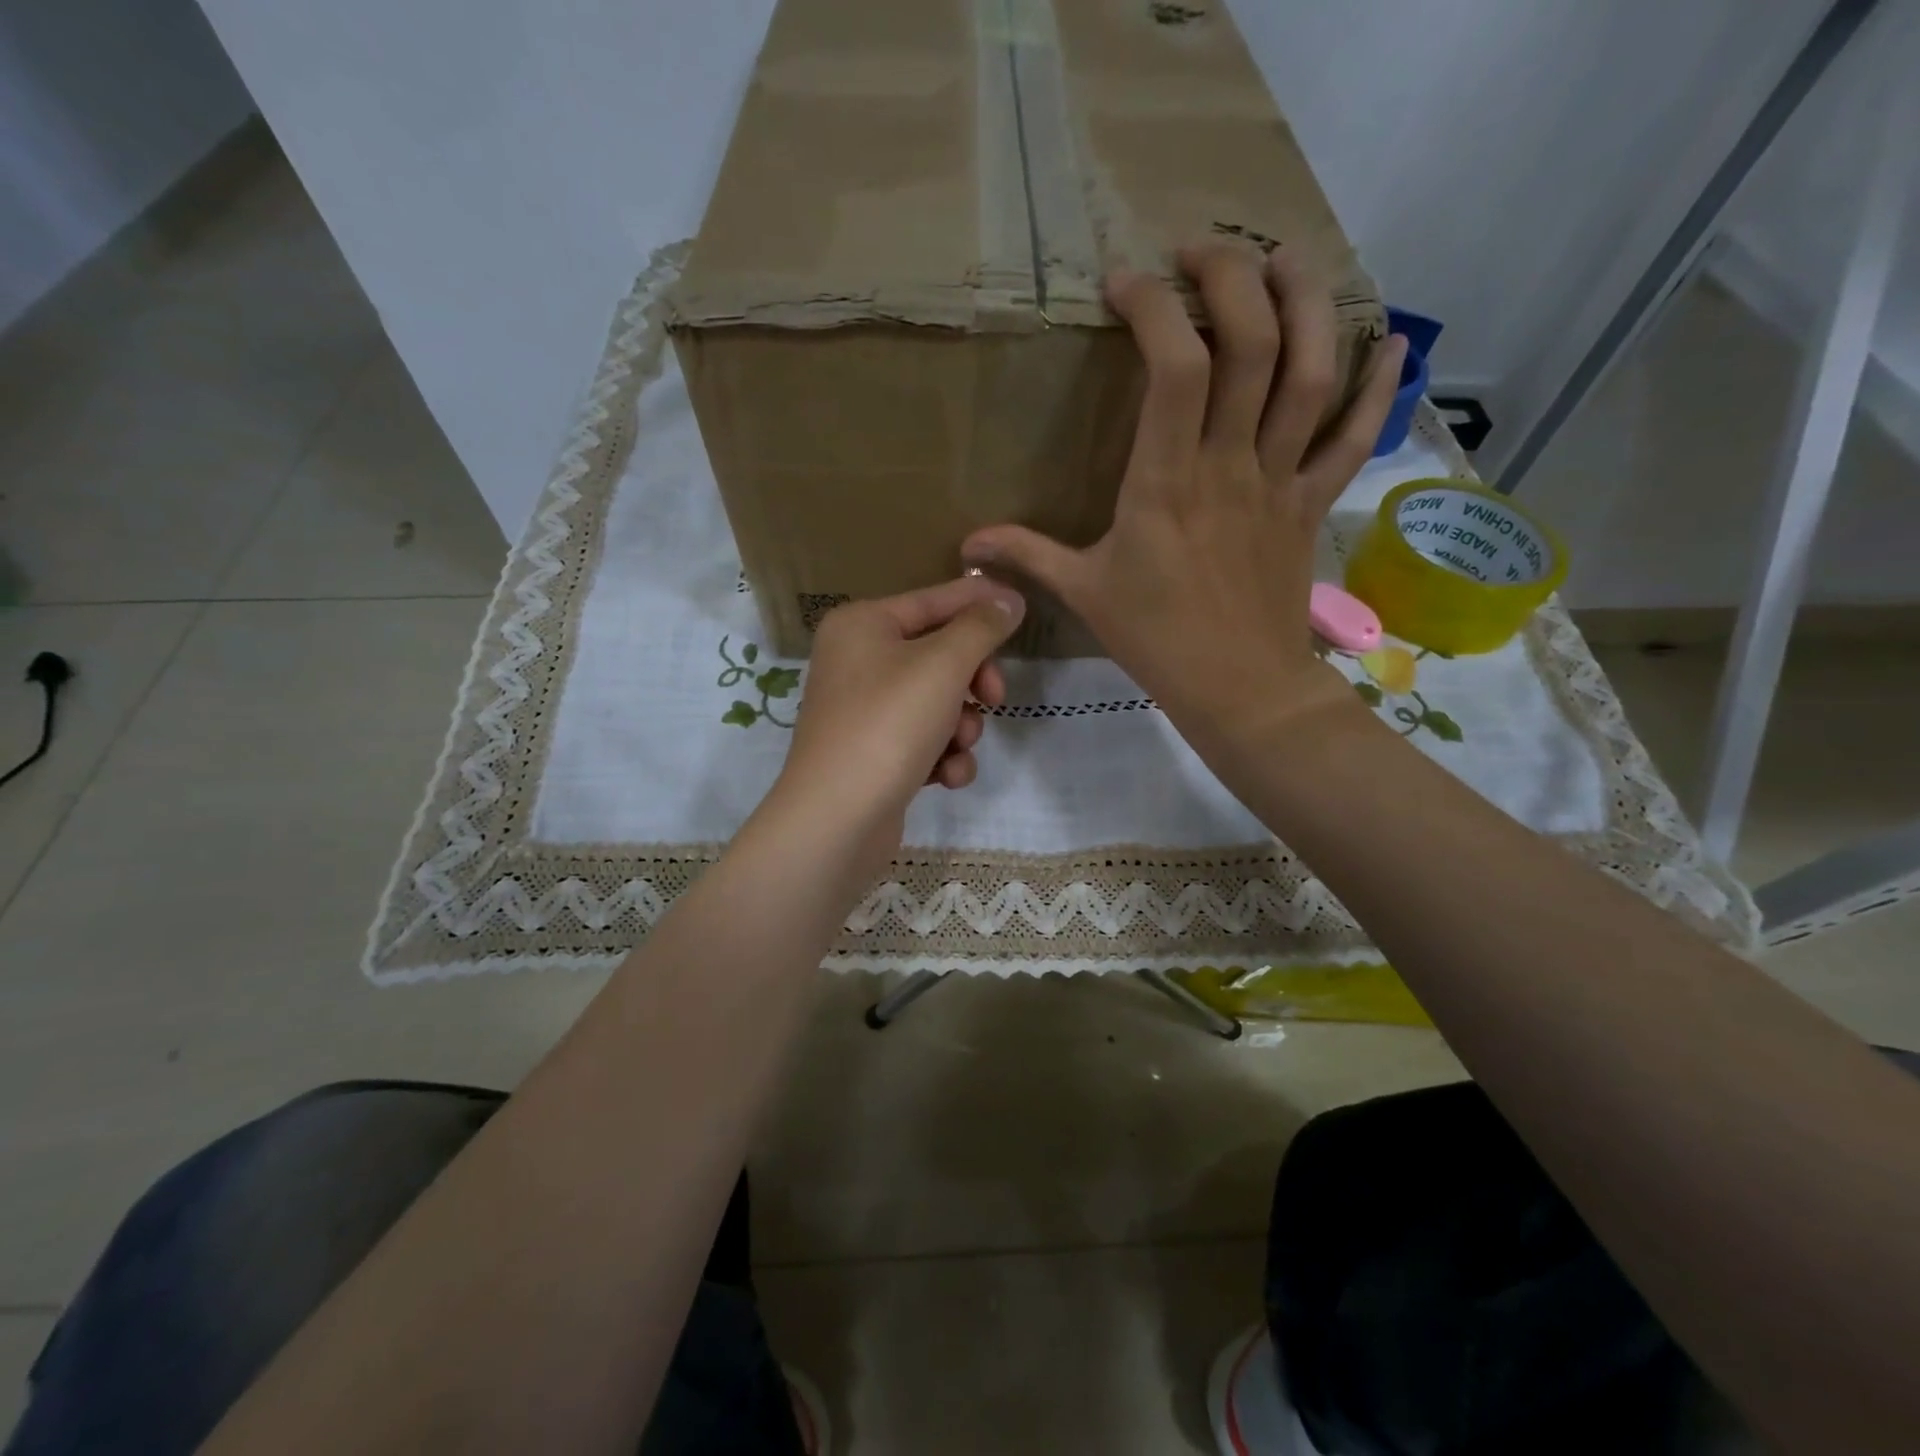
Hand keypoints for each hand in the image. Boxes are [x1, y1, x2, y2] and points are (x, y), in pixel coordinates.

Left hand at [770, 575, 1025, 876]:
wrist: (837, 820)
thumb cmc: (888, 725)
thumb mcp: (943, 666)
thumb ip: (980, 627)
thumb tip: (1007, 599)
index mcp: (862, 624)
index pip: (934, 600)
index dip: (981, 602)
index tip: (1024, 610)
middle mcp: (857, 660)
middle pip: (938, 655)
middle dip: (972, 681)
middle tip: (994, 698)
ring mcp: (863, 710)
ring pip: (937, 702)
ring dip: (961, 726)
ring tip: (958, 747)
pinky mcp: (873, 753)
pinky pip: (922, 739)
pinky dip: (941, 756)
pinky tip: (945, 777)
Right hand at [963, 243, 1405, 747]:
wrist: (1239, 689)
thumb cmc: (1156, 640)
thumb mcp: (1084, 593)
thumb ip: (1027, 555)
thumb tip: (966, 544)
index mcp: (1165, 483)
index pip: (1174, 367)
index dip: (1154, 308)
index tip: (1126, 284)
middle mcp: (1230, 465)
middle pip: (1252, 344)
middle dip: (1233, 277)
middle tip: (1204, 254)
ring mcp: (1280, 480)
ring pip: (1311, 373)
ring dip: (1307, 303)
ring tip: (1285, 262)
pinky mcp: (1312, 503)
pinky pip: (1355, 437)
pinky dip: (1379, 387)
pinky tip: (1393, 341)